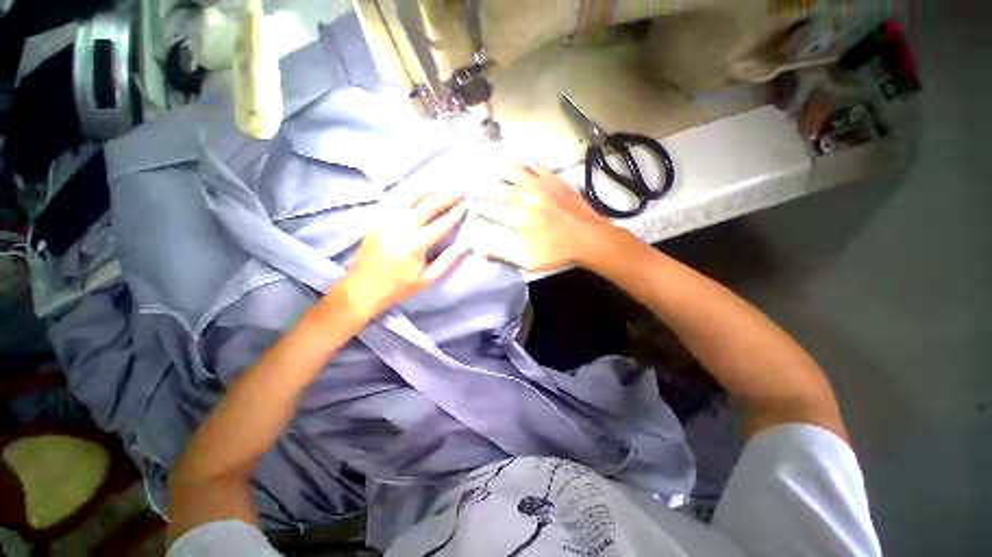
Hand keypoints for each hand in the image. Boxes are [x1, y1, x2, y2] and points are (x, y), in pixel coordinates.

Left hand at [341, 191, 467, 316]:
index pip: (440, 224)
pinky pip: (393, 197)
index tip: (466, 205)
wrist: (363, 287)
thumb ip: (446, 262)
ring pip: (409, 195)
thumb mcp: (427, 280)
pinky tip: (418, 187)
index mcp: (414, 245)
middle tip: (459, 190)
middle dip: (446, 196)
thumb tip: (464, 246)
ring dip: (428, 188)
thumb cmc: (398, 287)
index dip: (455, 214)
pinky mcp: (376, 217)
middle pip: (427, 205)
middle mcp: (400, 227)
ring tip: (442, 184)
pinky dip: (408, 189)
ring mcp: (385, 219)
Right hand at [473, 164, 616, 270]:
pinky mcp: (557, 182)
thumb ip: (503, 253)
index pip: (493, 210)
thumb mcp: (528, 261)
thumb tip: (480, 248)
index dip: (481, 207)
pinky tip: (527, 162)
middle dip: (486, 187)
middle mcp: (527, 198)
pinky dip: (531, 164)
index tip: (472, 204)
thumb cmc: (558, 252)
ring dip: (504, 169)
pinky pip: (541, 167)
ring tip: (493, 165)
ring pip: (518, 172)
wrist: (589, 238)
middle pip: (501, 189)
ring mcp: (542, 187)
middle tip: (476, 183)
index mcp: (519, 218)